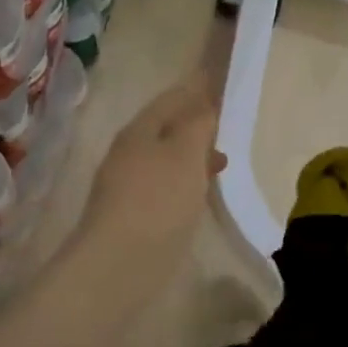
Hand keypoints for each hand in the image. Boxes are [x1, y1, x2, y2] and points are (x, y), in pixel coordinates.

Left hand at [77, 73, 224, 284]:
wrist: (120, 264)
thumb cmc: (158, 200)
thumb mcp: (186, 154)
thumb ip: (198, 124)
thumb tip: (205, 105)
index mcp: (139, 131)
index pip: (171, 99)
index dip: (196, 89)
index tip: (219, 82)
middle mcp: (129, 153)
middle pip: (166, 129)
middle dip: (196, 123)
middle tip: (227, 121)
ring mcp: (129, 186)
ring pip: (167, 159)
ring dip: (193, 155)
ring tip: (223, 160)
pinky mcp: (135, 215)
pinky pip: (165, 186)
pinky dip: (187, 181)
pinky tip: (202, 193)